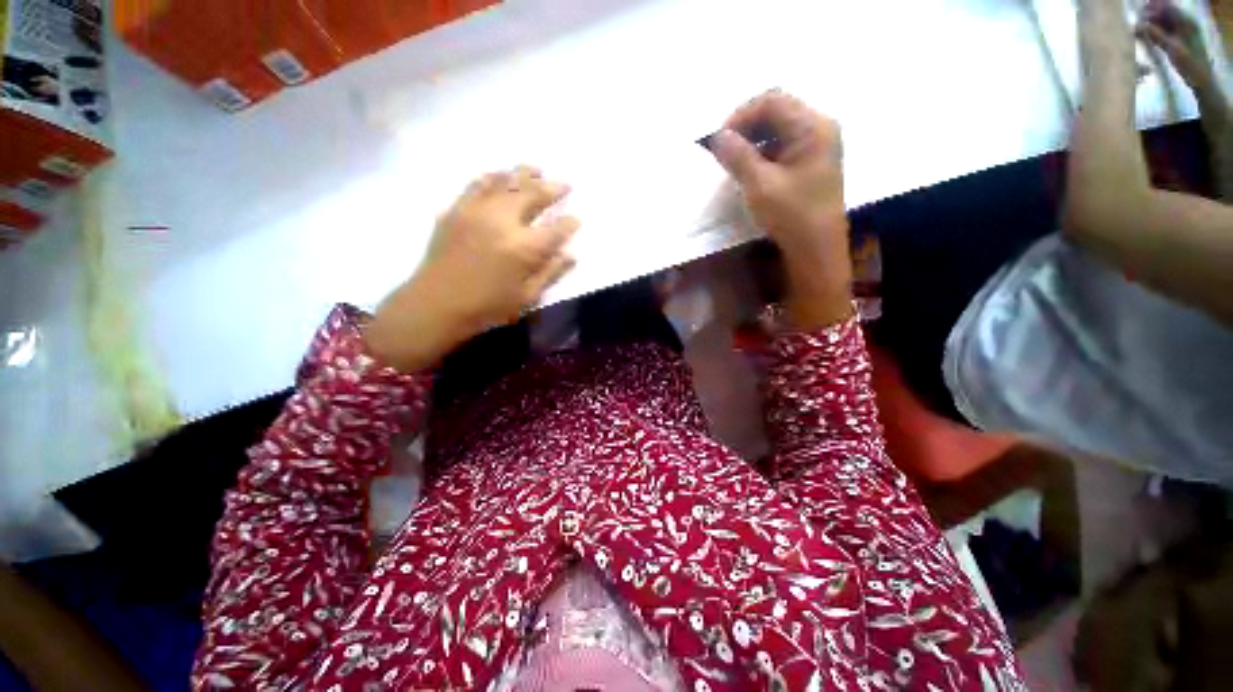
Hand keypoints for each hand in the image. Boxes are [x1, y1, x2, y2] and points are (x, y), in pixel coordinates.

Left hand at [364, 166, 579, 372]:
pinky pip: (477, 184)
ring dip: (525, 173)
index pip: (556, 229)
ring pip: (506, 182)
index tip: (577, 219)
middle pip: (533, 195)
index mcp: (524, 248)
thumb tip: (571, 254)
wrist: (437, 304)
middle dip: (553, 188)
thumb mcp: (527, 297)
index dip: (570, 223)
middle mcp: (503, 221)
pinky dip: (493, 176)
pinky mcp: (457, 209)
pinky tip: (501, 175)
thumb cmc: (487, 307)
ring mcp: (477, 211)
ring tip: (537, 169)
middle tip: (565, 184)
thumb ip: (550, 273)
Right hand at [709, 91, 853, 326]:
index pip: (772, 101)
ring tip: (733, 161)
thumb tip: (717, 136)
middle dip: (746, 127)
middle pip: (777, 111)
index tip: (719, 139)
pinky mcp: (811, 162)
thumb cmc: (792, 215)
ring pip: (778, 129)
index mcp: (812, 126)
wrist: (817, 249)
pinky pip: (783, 146)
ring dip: (753, 140)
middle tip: (723, 150)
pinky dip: (762, 153)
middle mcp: (819, 128)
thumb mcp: (760, 185)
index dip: (741, 115)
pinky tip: (749, 170)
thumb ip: (737, 156)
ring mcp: (817, 145)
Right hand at [1137, 1, 1222, 104]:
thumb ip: (1157, 36)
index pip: (1167, 7)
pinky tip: (1141, 35)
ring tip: (1135, 28)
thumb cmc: (1190, 65)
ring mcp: (1179, 33)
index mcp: (1186, 21)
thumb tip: (1139, 25)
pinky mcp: (1174, 41)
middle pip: (1163, 13)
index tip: (1140, 9)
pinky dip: (1151, 32)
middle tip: (1135, 20)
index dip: (1153, 6)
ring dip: (1148, 24)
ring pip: (1160, 22)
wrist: (1201, 80)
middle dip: (1149, 15)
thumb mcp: (1174, 50)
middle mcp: (1183, 23)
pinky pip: (1160, 32)